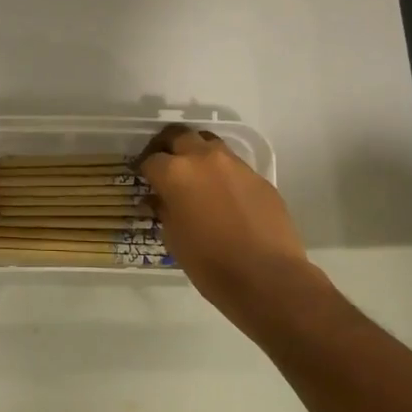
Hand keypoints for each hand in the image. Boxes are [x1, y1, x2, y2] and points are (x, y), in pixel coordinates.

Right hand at [140, 125, 316, 315]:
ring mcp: (235, 165)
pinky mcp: (259, 177)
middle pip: (180, 136)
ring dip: (197, 153)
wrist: (267, 276)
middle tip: (164, 164)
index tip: (143, 180)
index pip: (151, 160)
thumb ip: (164, 210)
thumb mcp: (173, 238)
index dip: (144, 170)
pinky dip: (222, 173)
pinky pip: (234, 165)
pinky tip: (223, 195)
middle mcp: (204, 158)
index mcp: (176, 173)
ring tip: (194, 174)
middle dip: (167, 146)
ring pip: (210, 143)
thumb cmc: (209, 262)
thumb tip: (158, 200)